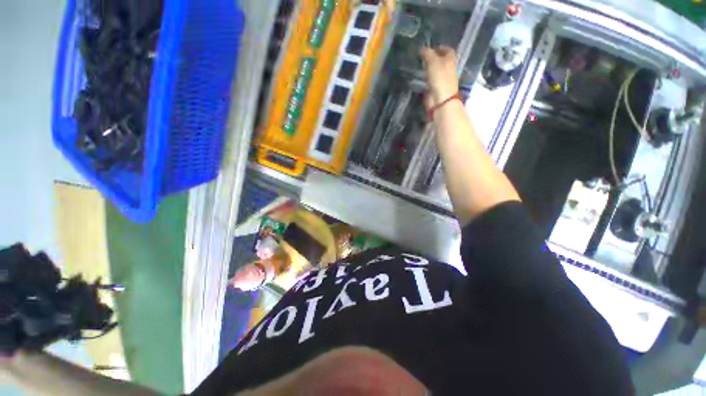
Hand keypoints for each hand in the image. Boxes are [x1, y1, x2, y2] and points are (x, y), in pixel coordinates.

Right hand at [420, 46, 458, 106]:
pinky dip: (425, 78)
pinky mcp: (436, 88)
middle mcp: (448, 68)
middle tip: (421, 57)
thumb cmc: (440, 78)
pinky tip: (419, 77)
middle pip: (441, 60)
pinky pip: (430, 80)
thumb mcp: (433, 61)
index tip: (429, 48)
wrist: (440, 99)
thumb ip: (427, 53)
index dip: (439, 47)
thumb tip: (422, 48)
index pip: (447, 50)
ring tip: (419, 66)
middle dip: (432, 58)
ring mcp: (442, 79)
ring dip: (428, 68)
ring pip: (435, 71)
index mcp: (451, 59)